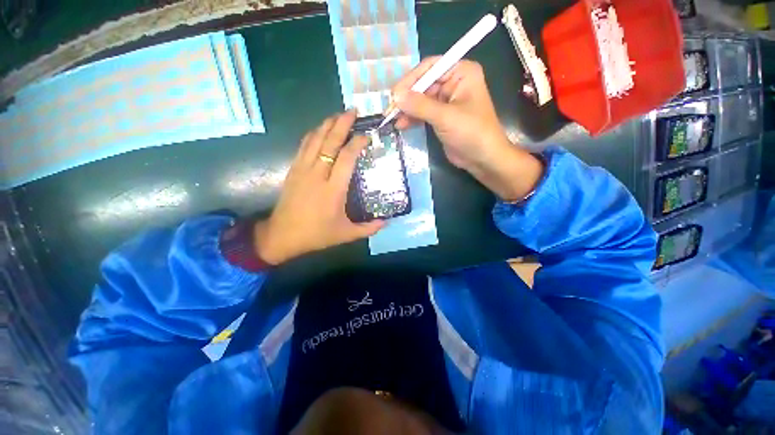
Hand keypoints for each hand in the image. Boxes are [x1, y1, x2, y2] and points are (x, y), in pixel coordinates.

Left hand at [254, 111, 384, 264]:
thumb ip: (368, 229)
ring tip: (338, 115)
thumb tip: (386, 223)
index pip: (346, 158)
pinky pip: (303, 146)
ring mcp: (302, 170)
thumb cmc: (316, 234)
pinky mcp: (293, 170)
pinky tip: (320, 129)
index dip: (357, 143)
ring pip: (315, 140)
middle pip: (329, 142)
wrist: (283, 235)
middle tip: (353, 111)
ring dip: (327, 125)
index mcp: (333, 190)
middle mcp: (318, 175)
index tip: (366, 135)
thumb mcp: (346, 234)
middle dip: (341, 124)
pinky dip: (313, 134)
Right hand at [391, 57, 543, 201]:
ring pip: (420, 100)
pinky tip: (401, 125)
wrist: (482, 159)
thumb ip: (420, 105)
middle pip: (423, 84)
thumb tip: (395, 96)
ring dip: (407, 110)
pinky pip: (422, 113)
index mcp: (461, 72)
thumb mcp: (445, 117)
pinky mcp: (441, 117)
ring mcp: (446, 101)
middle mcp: (453, 83)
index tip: (394, 94)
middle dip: (406, 98)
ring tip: (392, 119)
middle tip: (390, 110)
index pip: (430, 68)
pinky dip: (412, 118)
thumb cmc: (471, 133)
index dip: (410, 80)